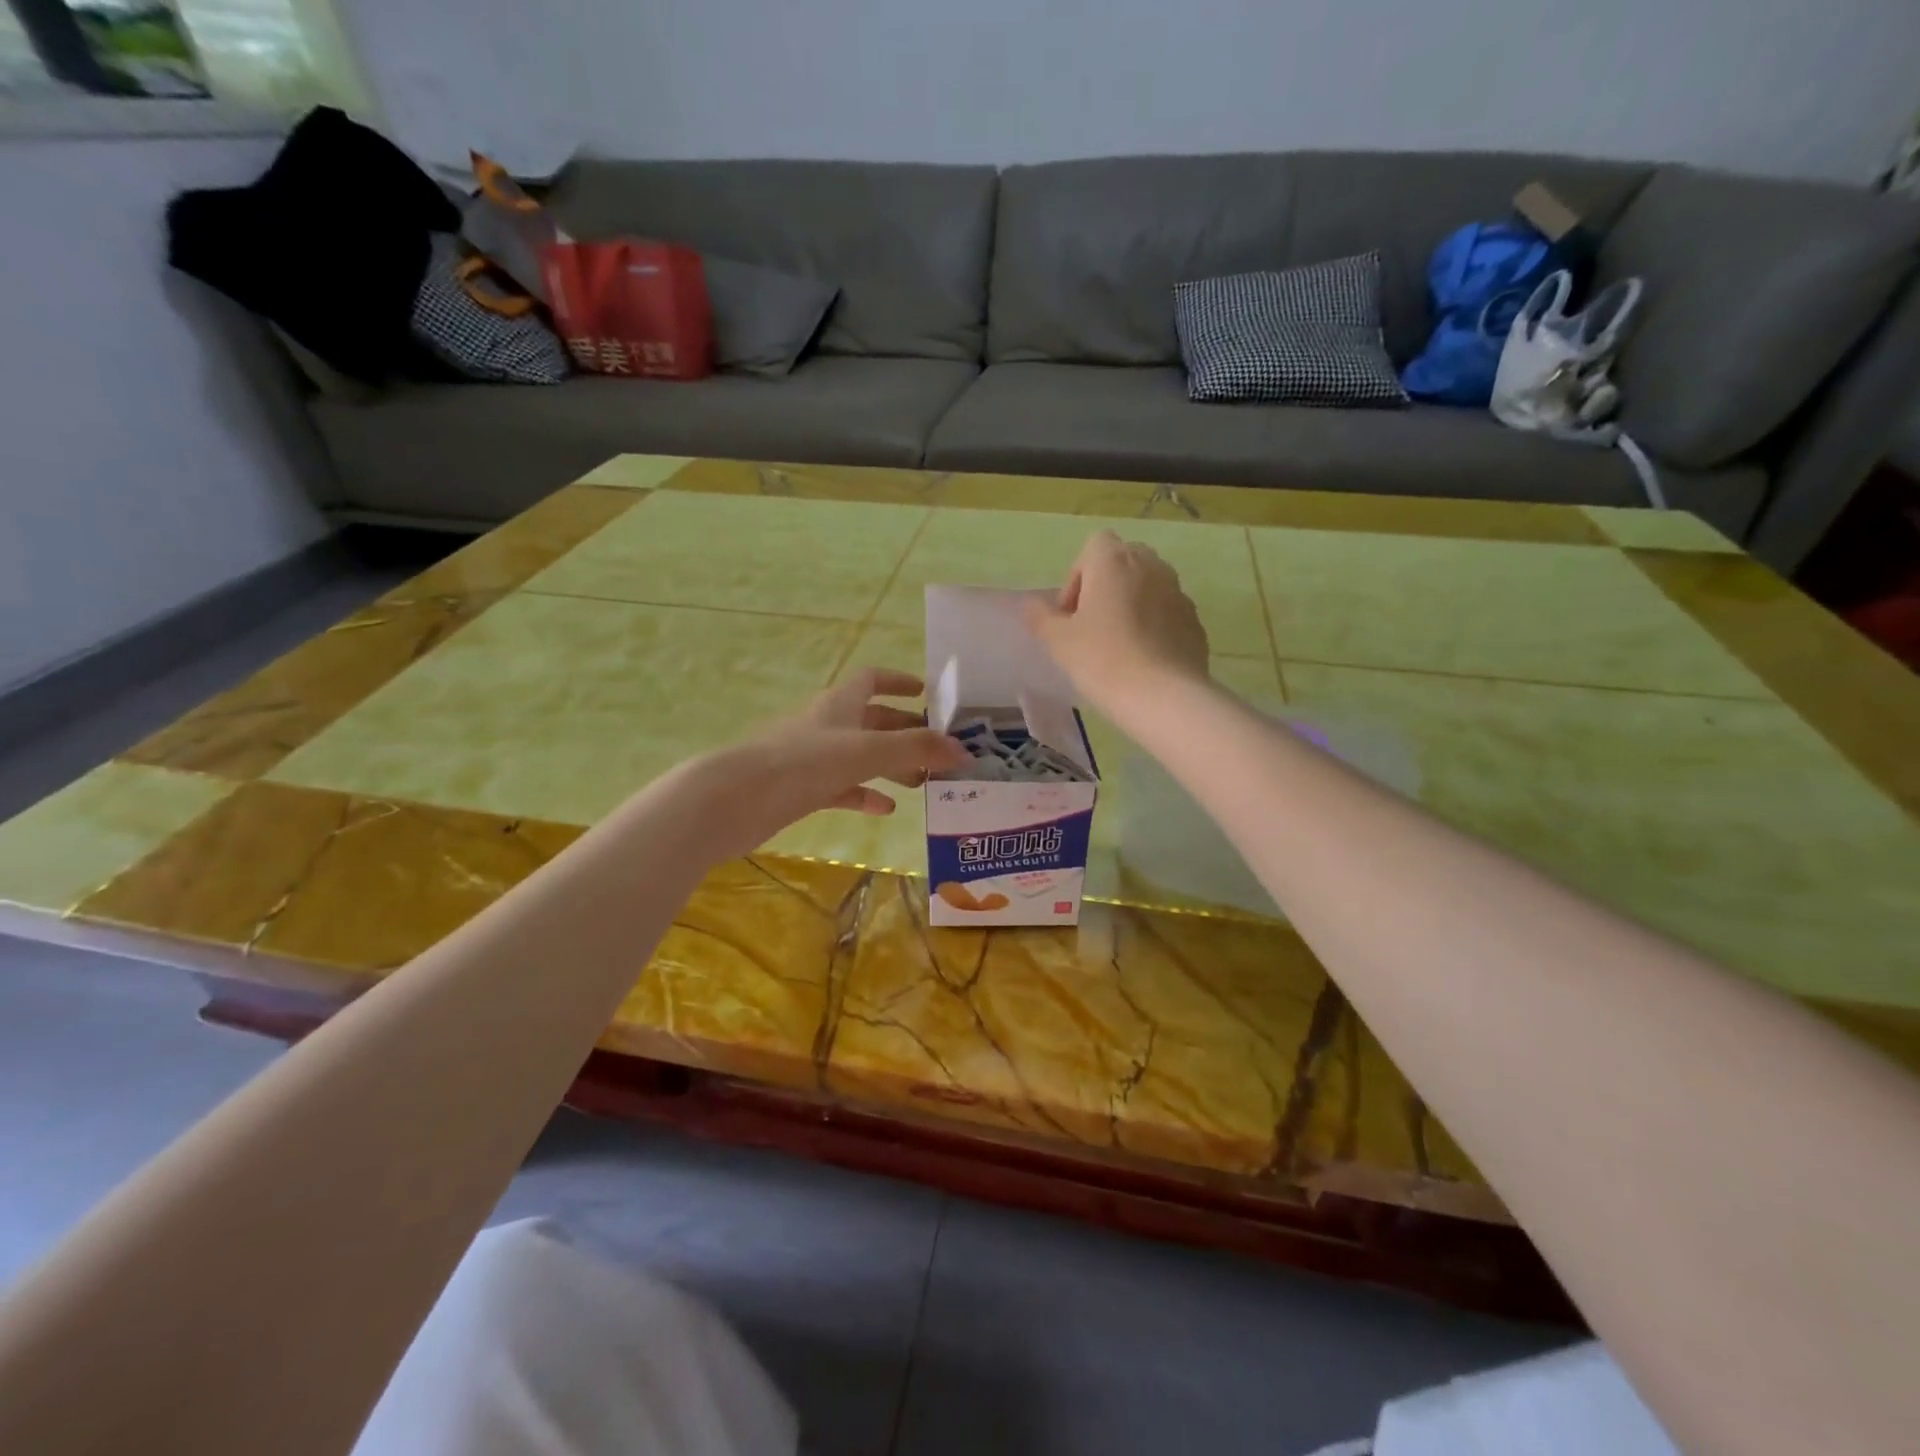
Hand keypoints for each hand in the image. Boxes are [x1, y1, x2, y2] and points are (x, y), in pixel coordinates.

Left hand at [681, 668, 968, 861]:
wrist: (737, 799)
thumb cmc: (804, 763)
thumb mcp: (868, 752)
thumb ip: (917, 749)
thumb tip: (965, 752)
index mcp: (841, 704)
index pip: (872, 680)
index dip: (899, 682)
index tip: (926, 694)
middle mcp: (828, 725)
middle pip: (872, 720)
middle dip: (904, 731)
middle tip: (937, 749)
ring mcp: (813, 758)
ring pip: (860, 756)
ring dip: (890, 766)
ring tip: (923, 783)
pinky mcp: (802, 789)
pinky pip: (842, 787)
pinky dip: (864, 794)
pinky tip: (885, 809)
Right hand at [1024, 530, 1209, 712]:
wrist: (1163, 696)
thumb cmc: (1102, 660)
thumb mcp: (1058, 641)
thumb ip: (1040, 617)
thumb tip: (1032, 605)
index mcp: (1114, 561)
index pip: (1095, 545)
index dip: (1078, 575)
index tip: (1071, 612)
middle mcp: (1151, 566)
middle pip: (1124, 561)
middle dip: (1106, 586)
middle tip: (1091, 625)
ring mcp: (1178, 592)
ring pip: (1149, 586)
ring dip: (1131, 605)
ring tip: (1118, 644)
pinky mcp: (1194, 621)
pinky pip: (1167, 613)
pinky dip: (1154, 626)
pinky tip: (1143, 659)